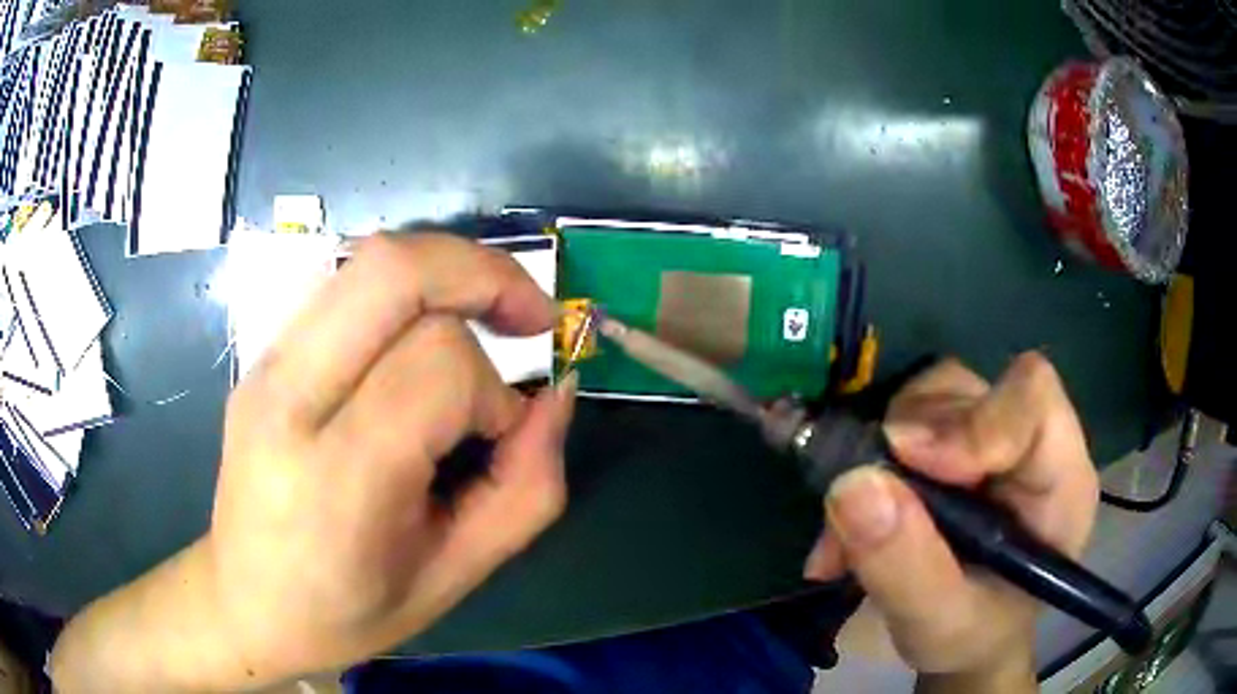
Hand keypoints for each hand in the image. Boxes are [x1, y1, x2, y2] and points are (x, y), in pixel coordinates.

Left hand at [51, 233, 575, 691]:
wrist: (245, 602)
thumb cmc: (348, 611)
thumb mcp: (454, 577)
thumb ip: (525, 490)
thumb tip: (557, 396)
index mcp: (336, 478)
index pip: (435, 365)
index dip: (494, 389)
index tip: (503, 434)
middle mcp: (288, 400)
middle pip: (393, 272)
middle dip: (482, 274)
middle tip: (529, 316)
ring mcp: (266, 367)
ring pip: (369, 263)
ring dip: (445, 274)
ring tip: (484, 315)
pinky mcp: (263, 356)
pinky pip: (345, 286)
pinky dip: (406, 289)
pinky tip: (421, 333)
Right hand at [803, 354, 1098, 688]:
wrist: (964, 645)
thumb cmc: (972, 640)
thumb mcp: (939, 624)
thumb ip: (905, 565)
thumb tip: (853, 484)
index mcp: (1060, 481)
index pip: (1031, 400)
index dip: (970, 420)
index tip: (907, 461)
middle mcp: (1028, 442)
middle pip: (968, 392)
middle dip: (908, 445)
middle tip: (864, 509)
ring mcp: (988, 436)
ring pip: (928, 399)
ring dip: (879, 458)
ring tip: (849, 540)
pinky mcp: (952, 442)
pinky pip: (900, 423)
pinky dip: (865, 470)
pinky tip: (845, 536)